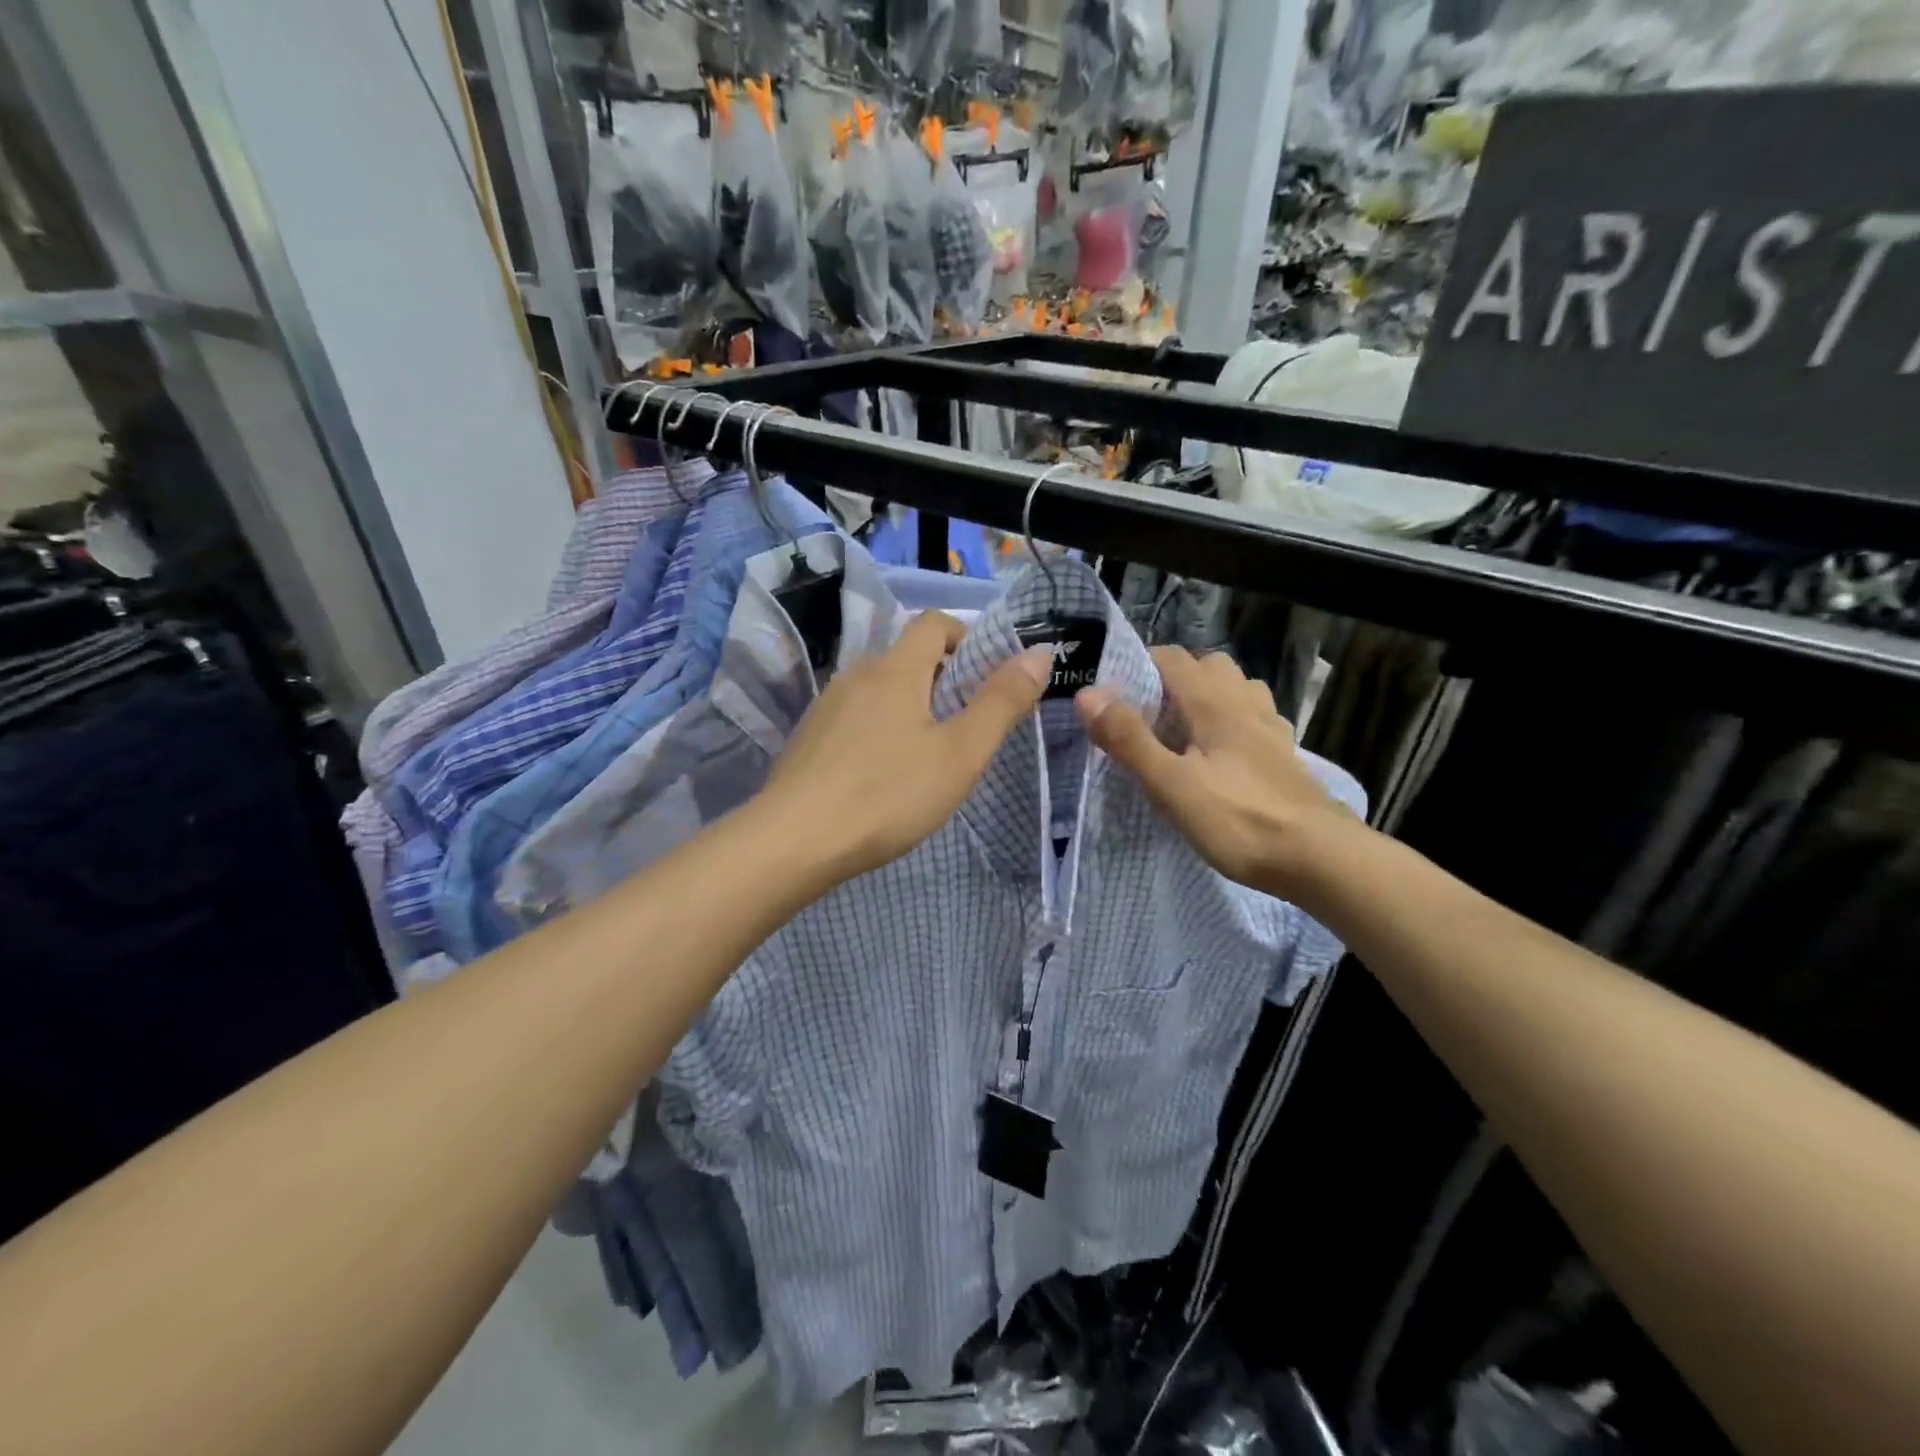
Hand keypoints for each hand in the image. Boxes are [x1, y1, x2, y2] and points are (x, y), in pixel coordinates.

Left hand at [762, 612, 1049, 882]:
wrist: (794, 841)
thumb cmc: (887, 794)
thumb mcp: (960, 753)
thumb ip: (1002, 702)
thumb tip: (1039, 653)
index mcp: (895, 669)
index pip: (934, 623)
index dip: (966, 640)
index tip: (985, 681)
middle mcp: (857, 674)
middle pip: (907, 657)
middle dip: (942, 680)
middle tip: (962, 729)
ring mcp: (826, 706)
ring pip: (879, 689)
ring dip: (908, 707)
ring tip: (923, 757)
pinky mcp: (808, 737)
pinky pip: (855, 716)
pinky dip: (877, 730)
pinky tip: (880, 775)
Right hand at [1075, 647, 1357, 898]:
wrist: (1318, 857)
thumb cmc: (1238, 819)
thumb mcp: (1171, 784)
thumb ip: (1128, 739)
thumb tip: (1087, 694)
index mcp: (1214, 701)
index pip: (1171, 656)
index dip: (1137, 666)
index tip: (1111, 695)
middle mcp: (1244, 702)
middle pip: (1207, 666)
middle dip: (1172, 680)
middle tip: (1145, 716)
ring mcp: (1270, 727)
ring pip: (1234, 690)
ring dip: (1205, 698)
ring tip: (1181, 732)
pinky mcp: (1283, 754)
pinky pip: (1252, 718)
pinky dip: (1231, 722)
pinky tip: (1220, 754)